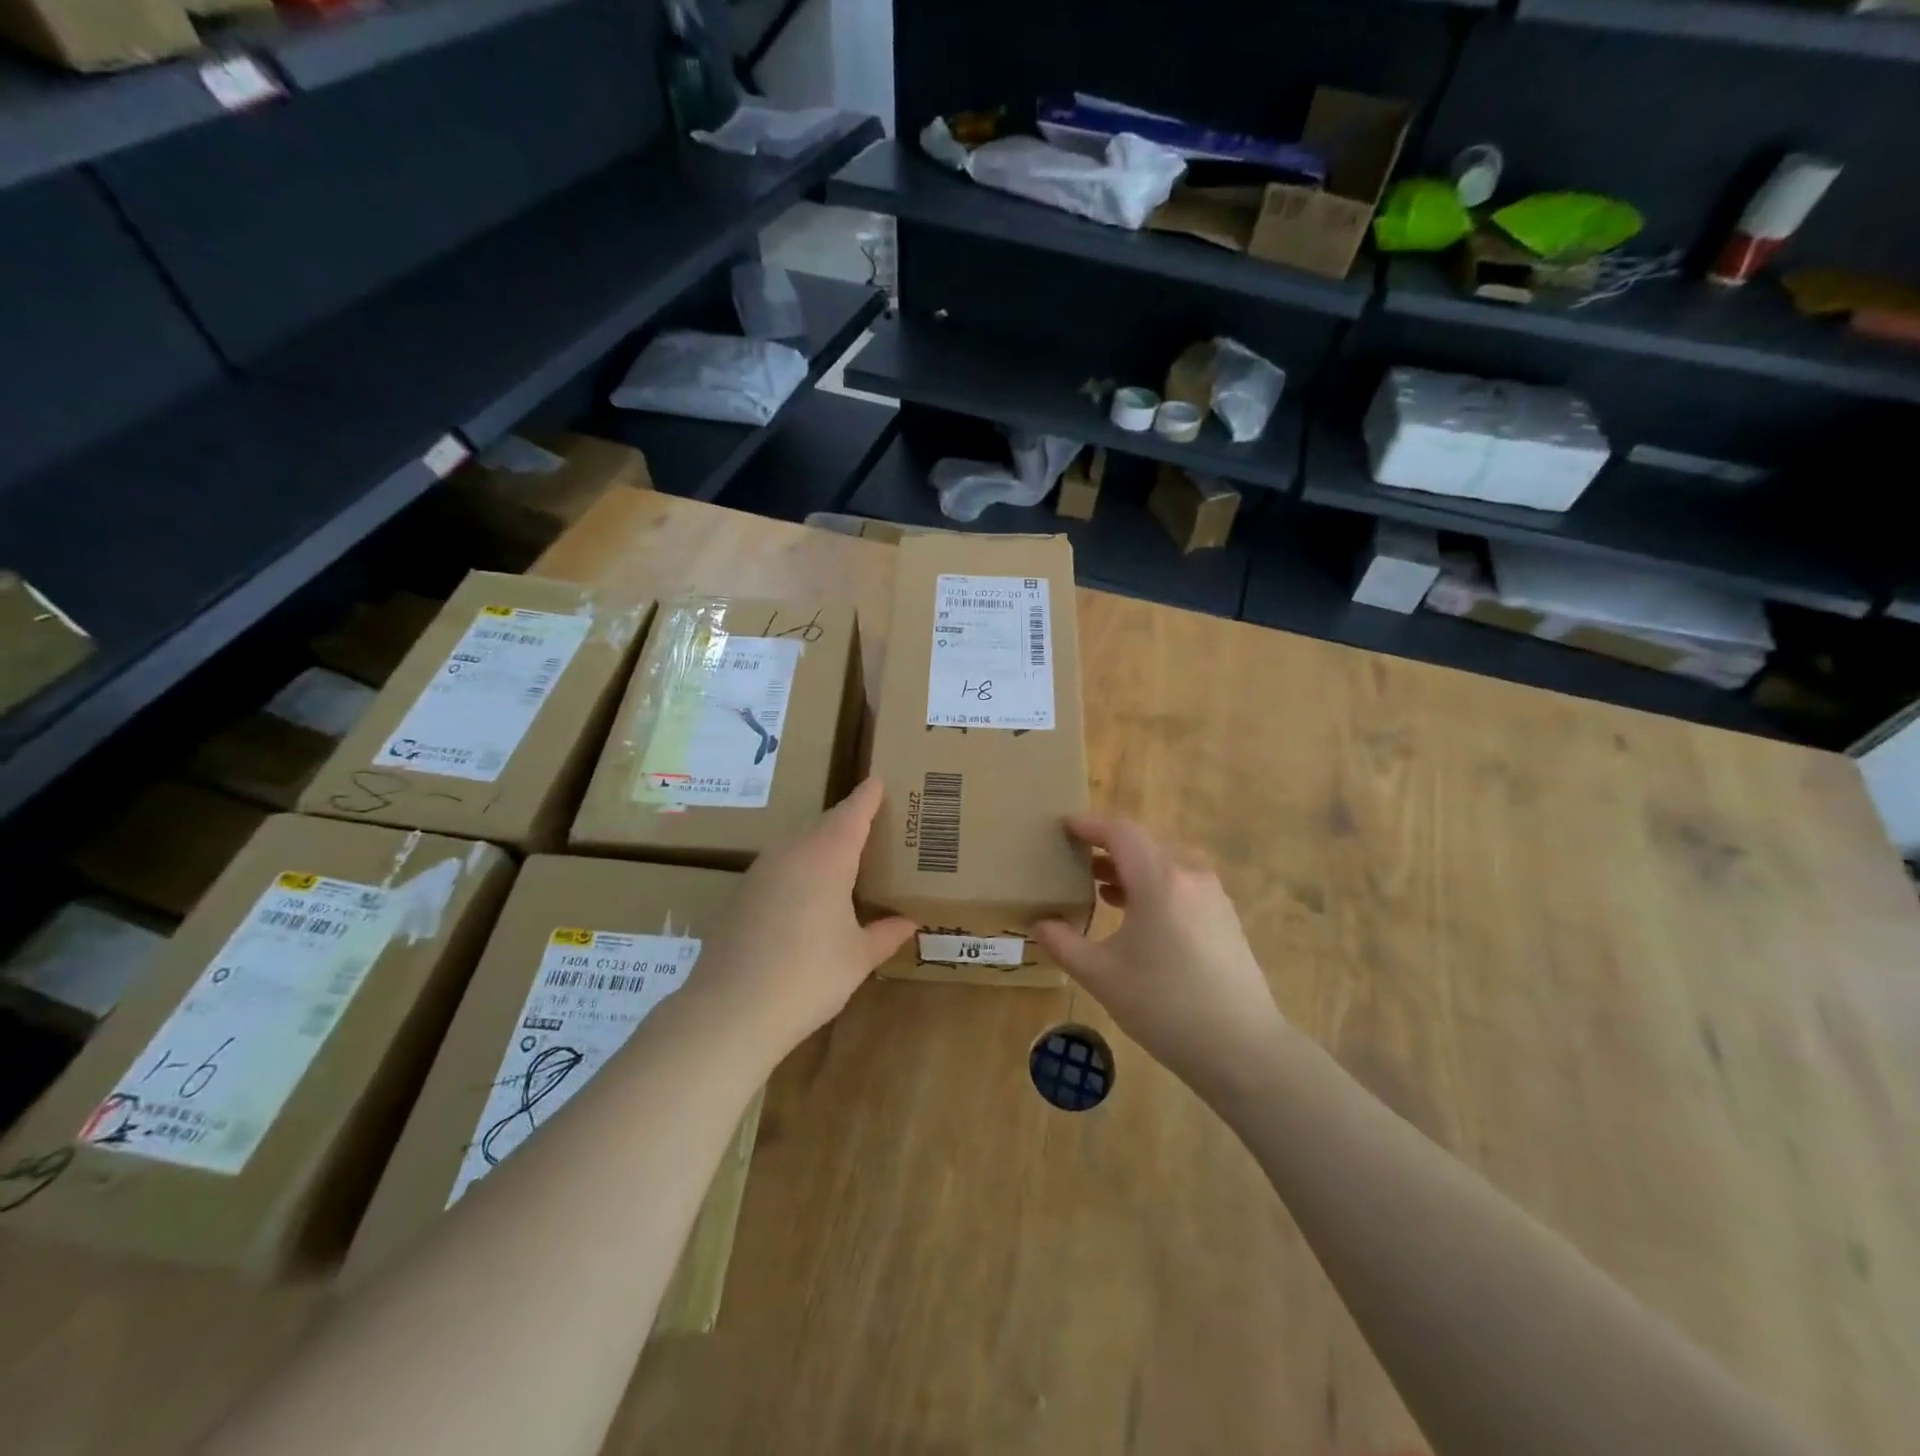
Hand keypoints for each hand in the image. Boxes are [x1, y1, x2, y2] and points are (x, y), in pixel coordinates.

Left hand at [694, 778, 914, 1057]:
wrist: (730, 1010)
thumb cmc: (808, 976)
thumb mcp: (858, 958)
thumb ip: (885, 934)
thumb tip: (909, 922)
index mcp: (827, 856)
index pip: (853, 813)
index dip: (868, 796)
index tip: (879, 780)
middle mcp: (792, 851)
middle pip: (825, 823)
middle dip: (849, 820)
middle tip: (874, 826)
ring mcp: (762, 870)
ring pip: (800, 842)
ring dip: (823, 843)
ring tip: (847, 858)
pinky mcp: (742, 892)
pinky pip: (781, 864)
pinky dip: (802, 866)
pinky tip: (810, 892)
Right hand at [1034, 814, 1286, 1104]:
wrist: (1243, 1049)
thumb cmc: (1164, 1007)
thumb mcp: (1102, 976)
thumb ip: (1064, 944)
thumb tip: (1040, 925)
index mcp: (1159, 880)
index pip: (1119, 833)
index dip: (1089, 825)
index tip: (1063, 825)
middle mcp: (1189, 876)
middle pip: (1143, 845)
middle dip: (1107, 847)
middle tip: (1075, 858)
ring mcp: (1213, 896)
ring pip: (1164, 865)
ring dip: (1130, 869)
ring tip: (1099, 886)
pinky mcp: (1224, 917)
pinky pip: (1181, 885)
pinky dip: (1153, 886)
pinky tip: (1137, 914)